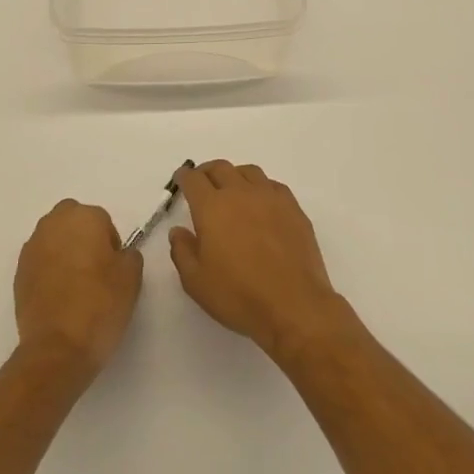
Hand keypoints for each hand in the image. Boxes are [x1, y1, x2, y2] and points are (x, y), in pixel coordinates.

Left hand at [14, 200, 142, 381]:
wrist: (57, 347)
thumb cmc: (100, 305)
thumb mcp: (131, 277)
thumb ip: (129, 255)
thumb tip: (119, 254)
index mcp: (83, 217)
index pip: (102, 220)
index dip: (111, 244)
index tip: (114, 269)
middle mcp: (53, 223)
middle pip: (73, 221)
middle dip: (83, 238)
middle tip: (96, 270)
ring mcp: (32, 247)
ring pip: (54, 239)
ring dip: (64, 252)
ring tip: (76, 286)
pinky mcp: (18, 272)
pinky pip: (40, 261)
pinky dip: (49, 271)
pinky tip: (59, 297)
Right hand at [168, 161, 349, 362]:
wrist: (294, 305)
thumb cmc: (238, 295)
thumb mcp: (196, 282)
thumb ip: (182, 251)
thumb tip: (178, 231)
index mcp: (212, 207)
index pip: (193, 179)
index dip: (184, 176)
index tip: (181, 180)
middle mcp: (240, 193)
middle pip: (220, 168)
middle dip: (207, 172)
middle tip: (202, 184)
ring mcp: (270, 198)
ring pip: (249, 172)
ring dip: (235, 176)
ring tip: (232, 191)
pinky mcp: (293, 208)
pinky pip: (273, 186)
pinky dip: (261, 188)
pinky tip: (261, 204)